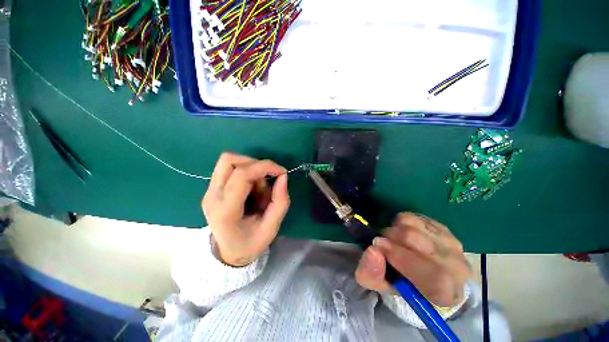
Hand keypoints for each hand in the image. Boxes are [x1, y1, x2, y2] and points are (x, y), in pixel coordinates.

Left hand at [202, 153, 289, 266]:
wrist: (229, 253)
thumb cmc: (251, 243)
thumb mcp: (272, 228)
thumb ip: (280, 201)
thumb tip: (283, 176)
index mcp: (226, 211)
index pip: (241, 175)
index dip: (264, 167)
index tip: (281, 172)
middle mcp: (212, 196)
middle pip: (230, 160)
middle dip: (256, 165)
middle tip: (268, 180)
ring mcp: (209, 191)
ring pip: (228, 160)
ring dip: (250, 166)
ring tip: (259, 185)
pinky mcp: (212, 188)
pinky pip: (229, 167)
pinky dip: (245, 170)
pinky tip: (251, 187)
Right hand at [355, 213, 470, 306]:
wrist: (426, 276)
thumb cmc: (403, 285)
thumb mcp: (382, 287)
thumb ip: (372, 273)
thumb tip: (373, 250)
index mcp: (446, 293)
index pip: (433, 274)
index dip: (401, 257)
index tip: (377, 246)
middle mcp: (456, 267)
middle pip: (415, 239)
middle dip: (389, 237)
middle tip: (381, 243)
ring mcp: (451, 243)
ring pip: (412, 224)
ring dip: (394, 229)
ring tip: (393, 240)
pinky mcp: (442, 227)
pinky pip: (413, 216)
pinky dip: (400, 222)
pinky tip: (403, 234)